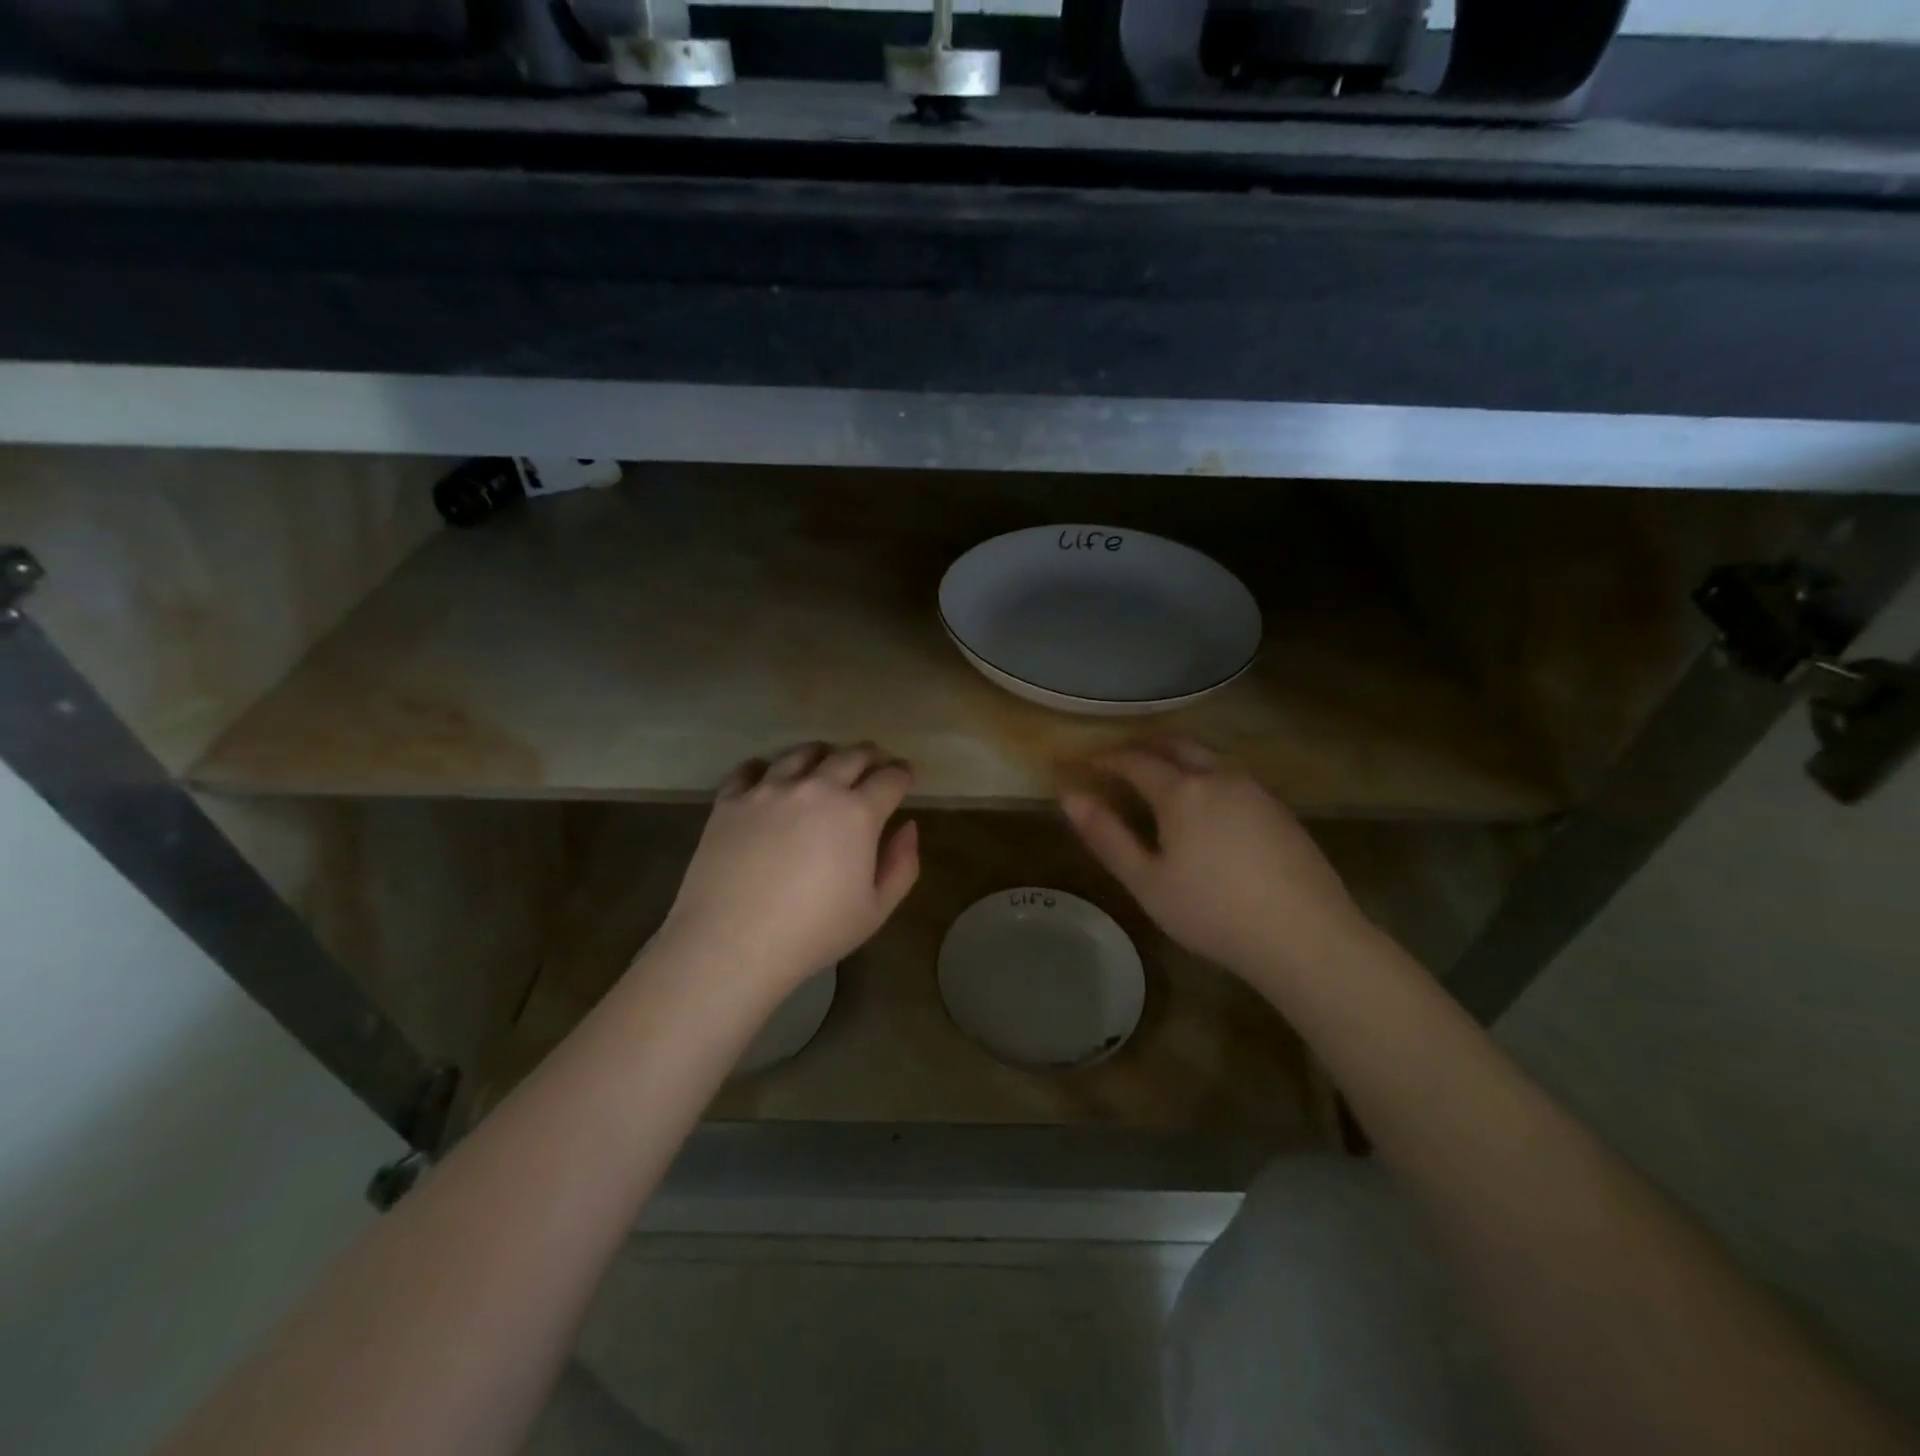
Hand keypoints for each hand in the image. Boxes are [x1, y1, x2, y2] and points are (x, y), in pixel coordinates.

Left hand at [654, 742, 919, 999]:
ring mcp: (769, 789)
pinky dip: (767, 768)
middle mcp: (816, 788)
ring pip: (802, 753)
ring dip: (823, 754)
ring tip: (824, 763)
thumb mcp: (875, 910)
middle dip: (870, 756)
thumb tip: (907, 827)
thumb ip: (902, 865)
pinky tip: (769, 778)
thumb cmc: (812, 933)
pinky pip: (751, 768)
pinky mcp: (731, 800)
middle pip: (851, 755)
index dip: (903, 774)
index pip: (890, 778)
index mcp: (857, 813)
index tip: (905, 778)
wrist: (731, 943)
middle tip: (874, 764)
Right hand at [1062, 738, 1371, 991]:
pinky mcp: (1280, 810)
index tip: (1083, 763)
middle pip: (1176, 745)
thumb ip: (1107, 837)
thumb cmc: (1213, 912)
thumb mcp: (1147, 882)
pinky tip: (1206, 807)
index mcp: (1182, 791)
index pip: (1134, 760)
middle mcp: (1219, 777)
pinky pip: (1232, 778)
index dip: (1105, 759)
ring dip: (1178, 758)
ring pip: (1209, 758)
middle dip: (1144, 745)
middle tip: (1120, 759)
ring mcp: (1255, 791)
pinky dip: (1206, 777)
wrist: (1306, 937)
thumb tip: (1070, 798)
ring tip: (1159, 779)